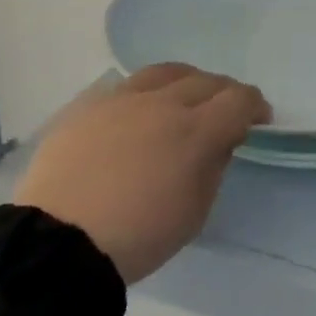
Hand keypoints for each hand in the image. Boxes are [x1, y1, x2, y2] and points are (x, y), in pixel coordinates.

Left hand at [14, 64, 270, 284]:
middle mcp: (164, 103)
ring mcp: (123, 99)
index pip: (239, 99)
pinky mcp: (90, 105)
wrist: (57, 243)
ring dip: (187, 82)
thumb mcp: (194, 213)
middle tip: (225, 112)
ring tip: (185, 98)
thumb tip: (218, 142)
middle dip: (224, 93)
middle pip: (207, 81)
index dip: (255, 106)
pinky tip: (141, 111)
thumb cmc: (137, 237)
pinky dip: (147, 93)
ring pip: (167, 72)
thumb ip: (213, 168)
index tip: (258, 119)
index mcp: (196, 131)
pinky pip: (127, 85)